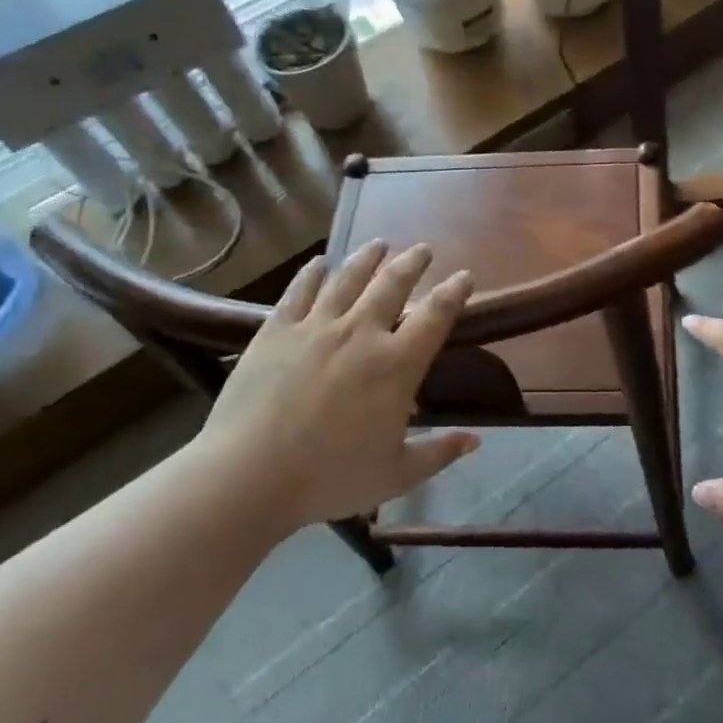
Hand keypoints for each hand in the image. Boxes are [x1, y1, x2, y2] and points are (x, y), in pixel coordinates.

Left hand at [195, 241, 478, 533]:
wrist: (247, 476)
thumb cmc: (328, 478)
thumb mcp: (395, 474)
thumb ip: (438, 452)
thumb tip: (475, 441)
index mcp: (396, 365)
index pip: (435, 315)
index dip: (454, 292)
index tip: (464, 276)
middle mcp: (361, 333)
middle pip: (393, 283)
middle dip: (413, 262)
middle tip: (423, 249)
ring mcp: (316, 326)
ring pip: (348, 278)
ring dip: (368, 257)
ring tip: (380, 244)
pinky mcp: (276, 330)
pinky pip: (299, 291)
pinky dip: (312, 273)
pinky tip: (319, 263)